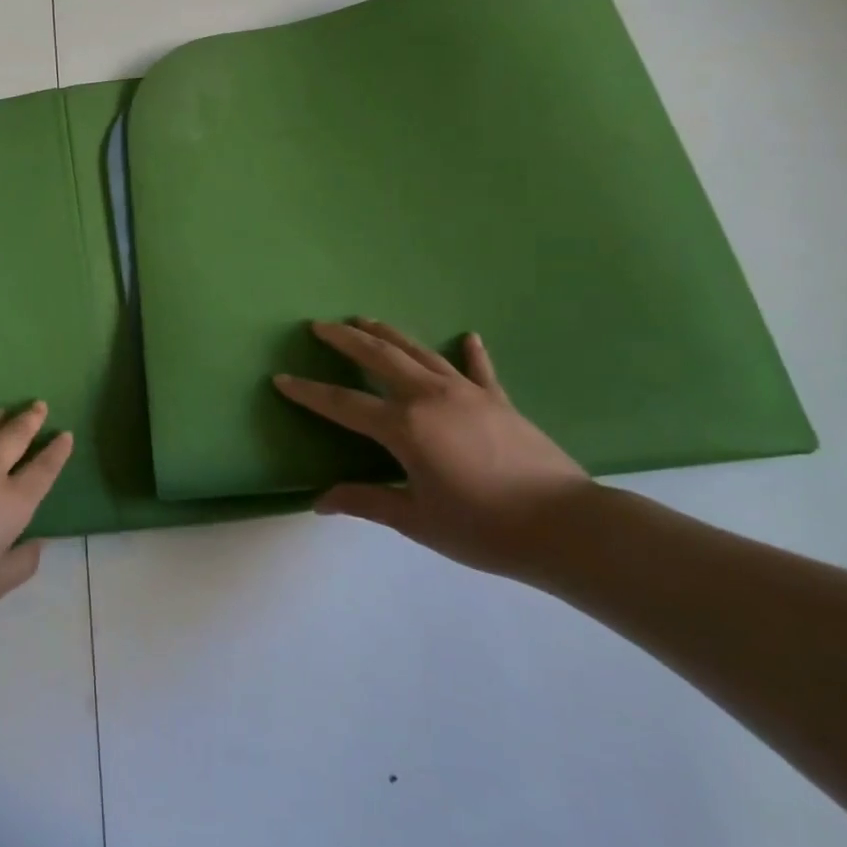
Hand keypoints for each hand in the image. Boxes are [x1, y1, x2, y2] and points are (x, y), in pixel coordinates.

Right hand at [273, 320, 594, 578]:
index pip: (343, 404)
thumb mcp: (417, 519)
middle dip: (345, 340)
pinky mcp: (499, 400)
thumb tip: (319, 502)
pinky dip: (470, 352)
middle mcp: (430, 397)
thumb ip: (366, 502)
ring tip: (365, 320)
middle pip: (379, 358)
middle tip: (320, 325)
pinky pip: (478, 369)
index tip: (281, 378)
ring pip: (419, 352)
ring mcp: (467, 393)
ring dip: (389, 334)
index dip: (309, 392)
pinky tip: (468, 336)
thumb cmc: (483, 527)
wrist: (566, 527)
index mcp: (404, 427)